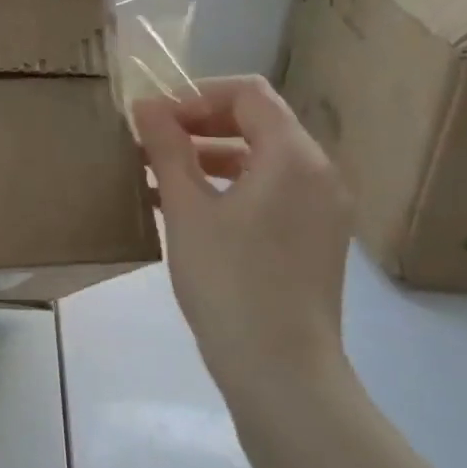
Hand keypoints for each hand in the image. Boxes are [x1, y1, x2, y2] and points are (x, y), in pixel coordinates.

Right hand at [133, 75, 352, 396]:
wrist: (281, 374)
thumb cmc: (230, 281)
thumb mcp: (187, 208)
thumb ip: (167, 148)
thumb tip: (146, 105)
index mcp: (294, 157)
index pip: (248, 93)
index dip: (196, 94)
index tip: (155, 117)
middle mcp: (318, 174)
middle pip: (257, 122)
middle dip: (199, 123)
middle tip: (151, 140)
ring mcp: (320, 210)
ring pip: (260, 158)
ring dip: (208, 155)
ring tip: (156, 172)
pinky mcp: (313, 240)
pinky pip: (268, 191)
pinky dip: (228, 186)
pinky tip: (182, 207)